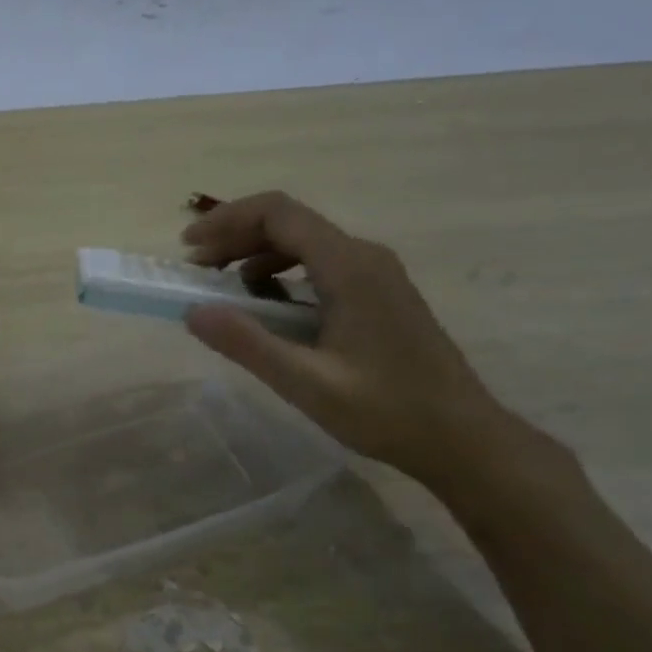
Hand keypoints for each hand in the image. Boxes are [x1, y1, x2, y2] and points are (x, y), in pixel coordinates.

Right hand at [181, 192, 515, 486]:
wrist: (463, 438)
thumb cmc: (387, 411)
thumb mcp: (307, 383)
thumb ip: (248, 344)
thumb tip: (192, 311)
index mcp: (349, 266)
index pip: (278, 213)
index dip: (226, 221)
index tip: (188, 248)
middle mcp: (364, 256)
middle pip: (289, 222)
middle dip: (235, 238)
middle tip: (196, 271)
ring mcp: (376, 273)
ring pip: (304, 243)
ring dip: (256, 256)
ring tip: (222, 289)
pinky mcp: (379, 293)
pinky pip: (320, 265)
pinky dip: (282, 274)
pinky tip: (268, 308)